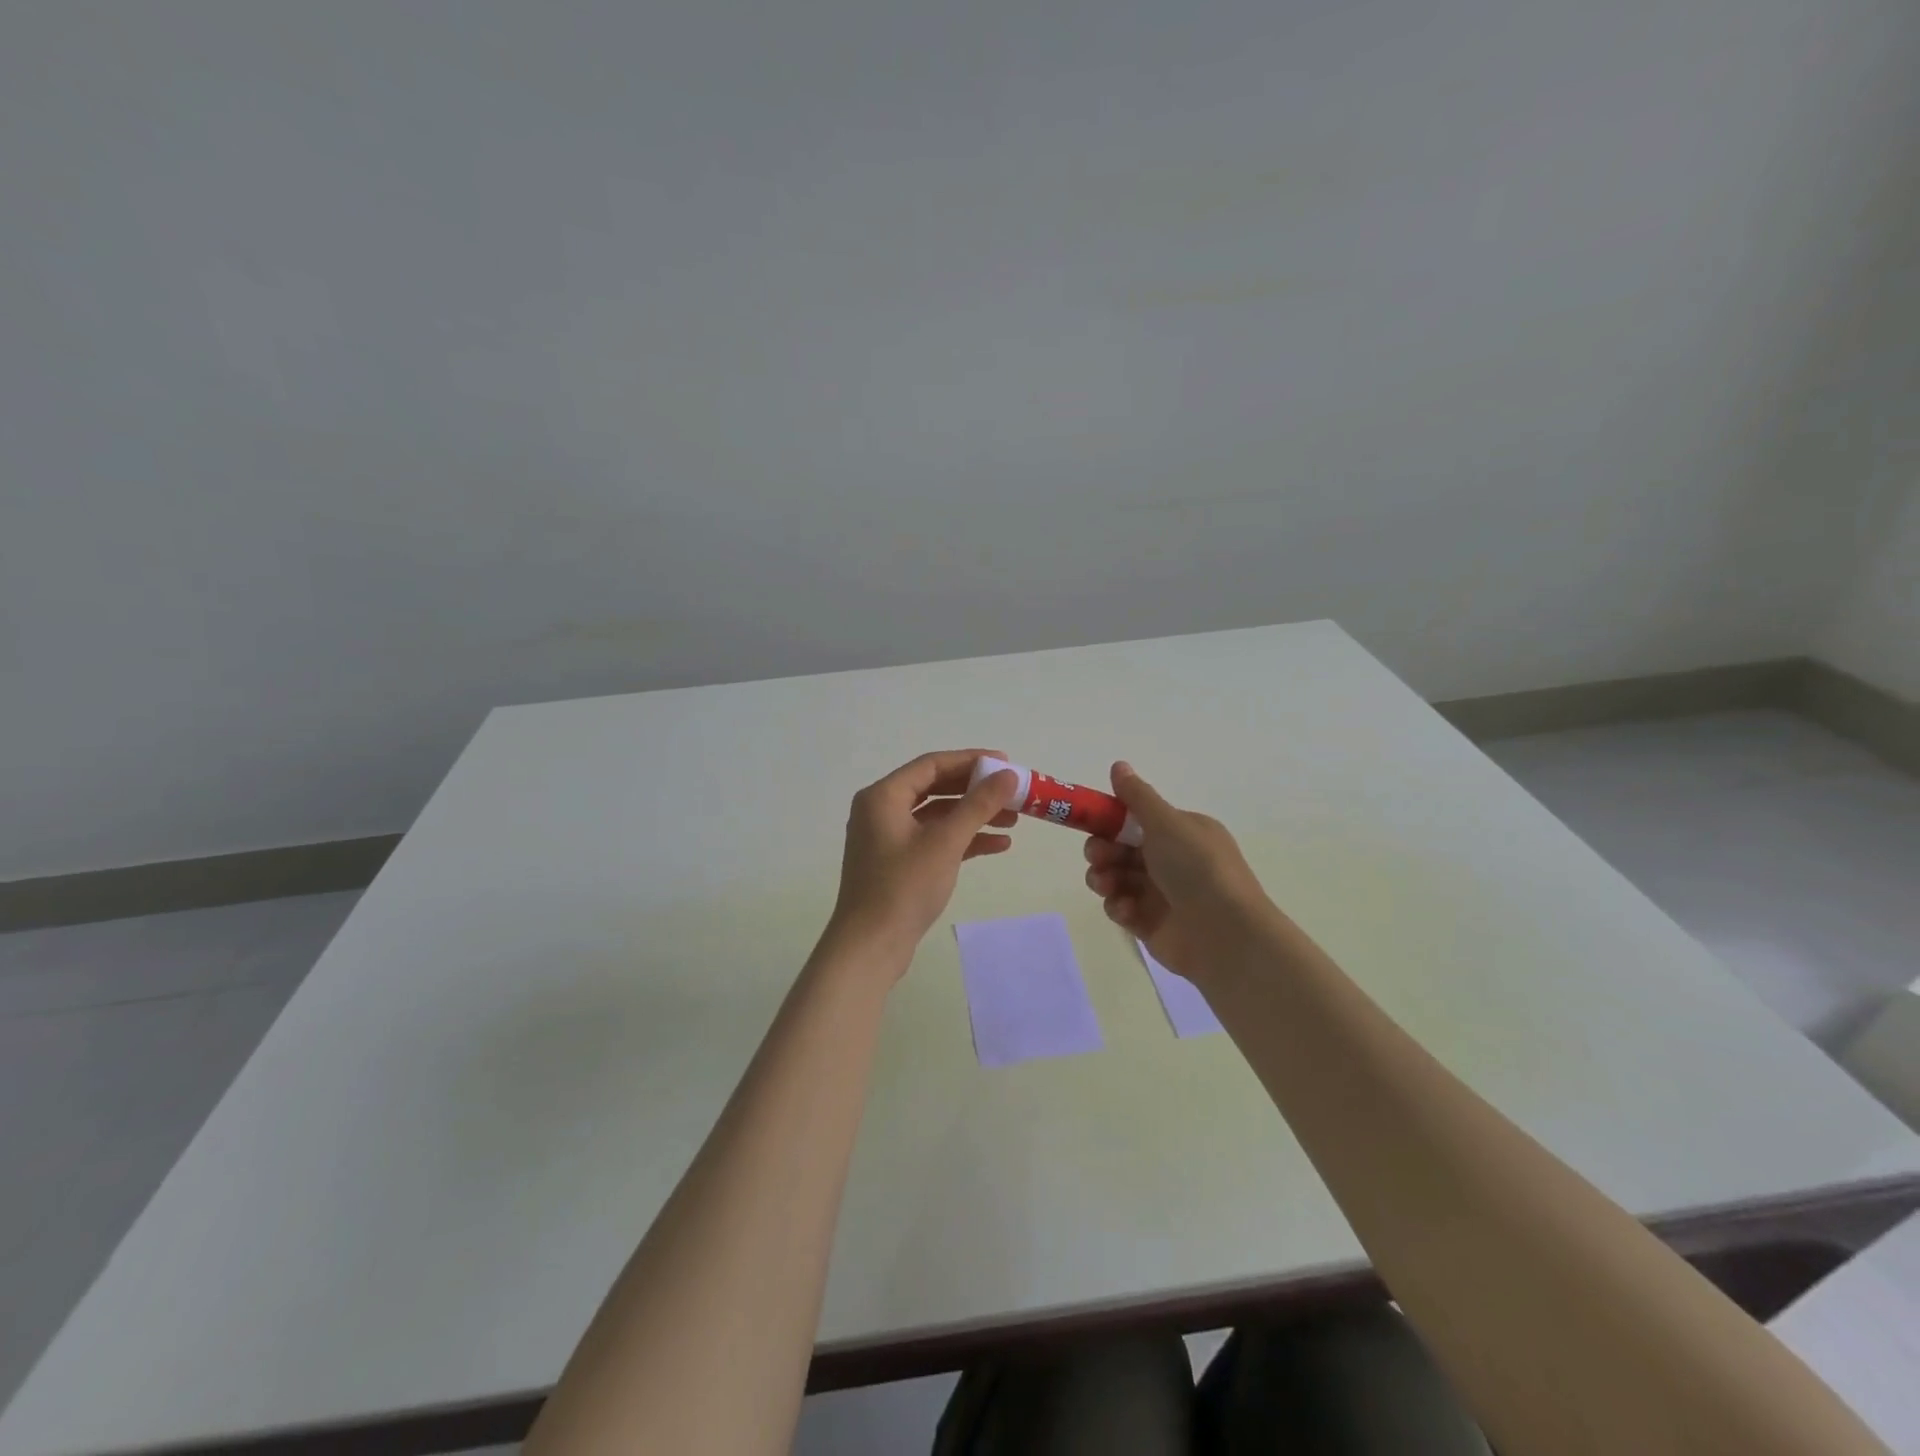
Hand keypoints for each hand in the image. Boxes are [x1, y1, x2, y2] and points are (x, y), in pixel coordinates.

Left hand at [827, 749, 1018, 966]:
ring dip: (973, 816)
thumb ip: (978, 805)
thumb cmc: (904, 888)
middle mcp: (881, 810)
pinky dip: (962, 840)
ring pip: (938, 816)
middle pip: (936, 788)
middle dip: (976, 791)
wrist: (870, 947)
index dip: (971, 760)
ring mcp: (888, 838)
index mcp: (883, 796)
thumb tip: (1008, 774)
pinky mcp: (898, 863)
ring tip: (1013, 821)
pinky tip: (997, 846)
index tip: (1006, 763)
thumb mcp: (945, 842)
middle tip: (1013, 792)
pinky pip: (934, 840)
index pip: (932, 765)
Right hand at [1082, 761, 1273, 982]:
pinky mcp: (1151, 924)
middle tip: (1098, 856)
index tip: (1090, 822)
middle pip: (1121, 849)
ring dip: (1104, 877)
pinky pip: (1122, 908)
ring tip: (1106, 884)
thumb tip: (1118, 765)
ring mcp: (1161, 894)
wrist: (1225, 934)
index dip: (1110, 820)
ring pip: (1117, 878)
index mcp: (1182, 832)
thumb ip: (1137, 796)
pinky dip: (1119, 906)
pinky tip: (1127, 909)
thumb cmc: (1197, 868)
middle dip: (1102, 850)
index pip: (1136, 819)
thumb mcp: (1167, 822)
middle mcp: (1172, 860)